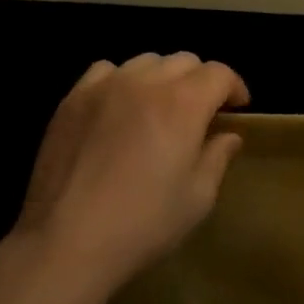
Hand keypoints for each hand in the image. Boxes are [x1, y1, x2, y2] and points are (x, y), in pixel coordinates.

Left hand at [13, 53, 248, 298]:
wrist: (66, 242)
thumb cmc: (142, 224)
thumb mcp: (197, 199)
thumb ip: (217, 158)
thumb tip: (228, 136)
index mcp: (184, 103)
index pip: (219, 73)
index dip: (234, 87)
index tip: (237, 109)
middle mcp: (147, 82)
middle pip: (185, 61)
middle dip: (201, 81)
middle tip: (200, 113)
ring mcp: (107, 86)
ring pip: (147, 61)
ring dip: (163, 77)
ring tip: (159, 107)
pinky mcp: (74, 98)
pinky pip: (106, 70)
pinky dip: (122, 80)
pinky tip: (118, 107)